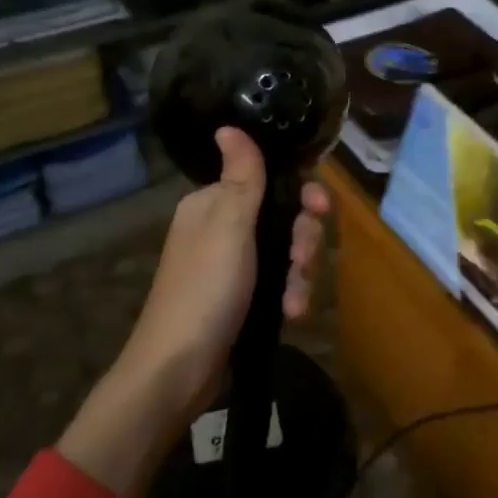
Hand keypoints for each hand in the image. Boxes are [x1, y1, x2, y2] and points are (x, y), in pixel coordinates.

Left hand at [57, 127, 329, 497]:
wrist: (176, 373)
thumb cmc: (204, 291)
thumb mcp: (228, 226)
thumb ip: (241, 176)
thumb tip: (229, 124)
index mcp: (213, 204)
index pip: (270, 180)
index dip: (302, 193)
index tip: (321, 210)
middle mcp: (222, 228)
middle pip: (284, 217)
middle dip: (302, 240)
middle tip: (303, 261)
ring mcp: (233, 266)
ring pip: (286, 252)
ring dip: (299, 274)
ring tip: (294, 301)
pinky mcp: (242, 298)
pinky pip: (278, 283)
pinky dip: (288, 295)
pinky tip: (292, 314)